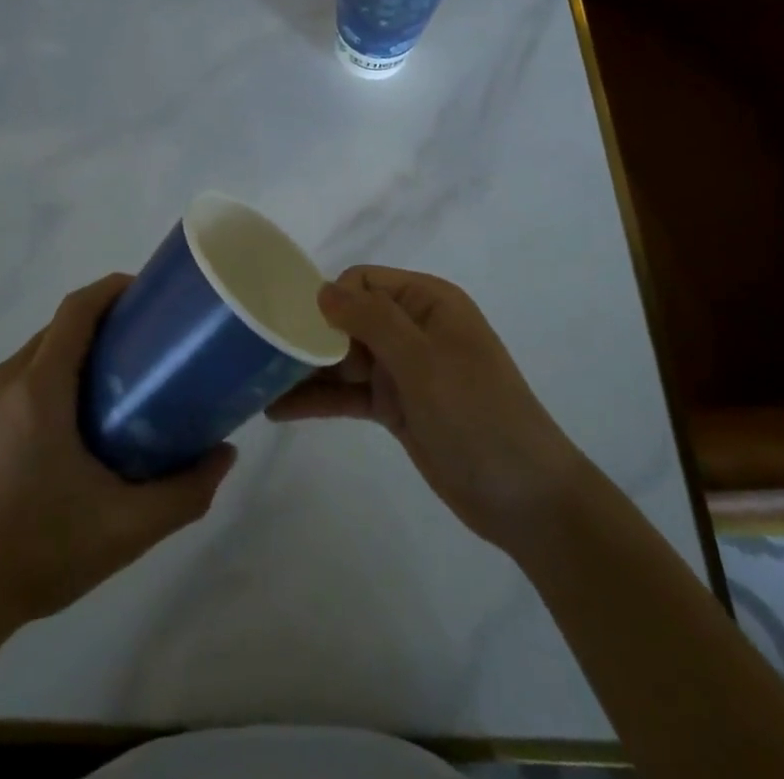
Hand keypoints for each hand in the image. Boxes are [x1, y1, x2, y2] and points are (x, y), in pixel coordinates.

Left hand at [0, 274, 236, 633]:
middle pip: (59, 328)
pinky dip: (48, 376)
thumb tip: (226, 454)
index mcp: (38, 389)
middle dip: (101, 323)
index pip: (76, 310)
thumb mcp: (126, 528)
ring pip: (36, 351)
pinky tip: (70, 419)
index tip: (147, 294)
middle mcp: (4, 379)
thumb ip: (184, 492)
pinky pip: (16, 377)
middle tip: (144, 347)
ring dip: (73, 352)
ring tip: (114, 383)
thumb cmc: (41, 552)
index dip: (112, 290)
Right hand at [267, 266, 579, 549]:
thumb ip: (372, 320)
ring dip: (306, 369)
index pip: (363, 282)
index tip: (302, 330)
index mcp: (427, 302)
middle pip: (348, 318)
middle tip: (266, 357)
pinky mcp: (395, 407)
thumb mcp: (425, 361)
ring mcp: (403, 370)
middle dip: (310, 335)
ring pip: (342, 358)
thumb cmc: (479, 415)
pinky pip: (349, 394)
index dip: (331, 300)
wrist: (527, 500)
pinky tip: (278, 409)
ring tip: (256, 382)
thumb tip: (321, 290)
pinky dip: (318, 399)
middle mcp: (412, 328)